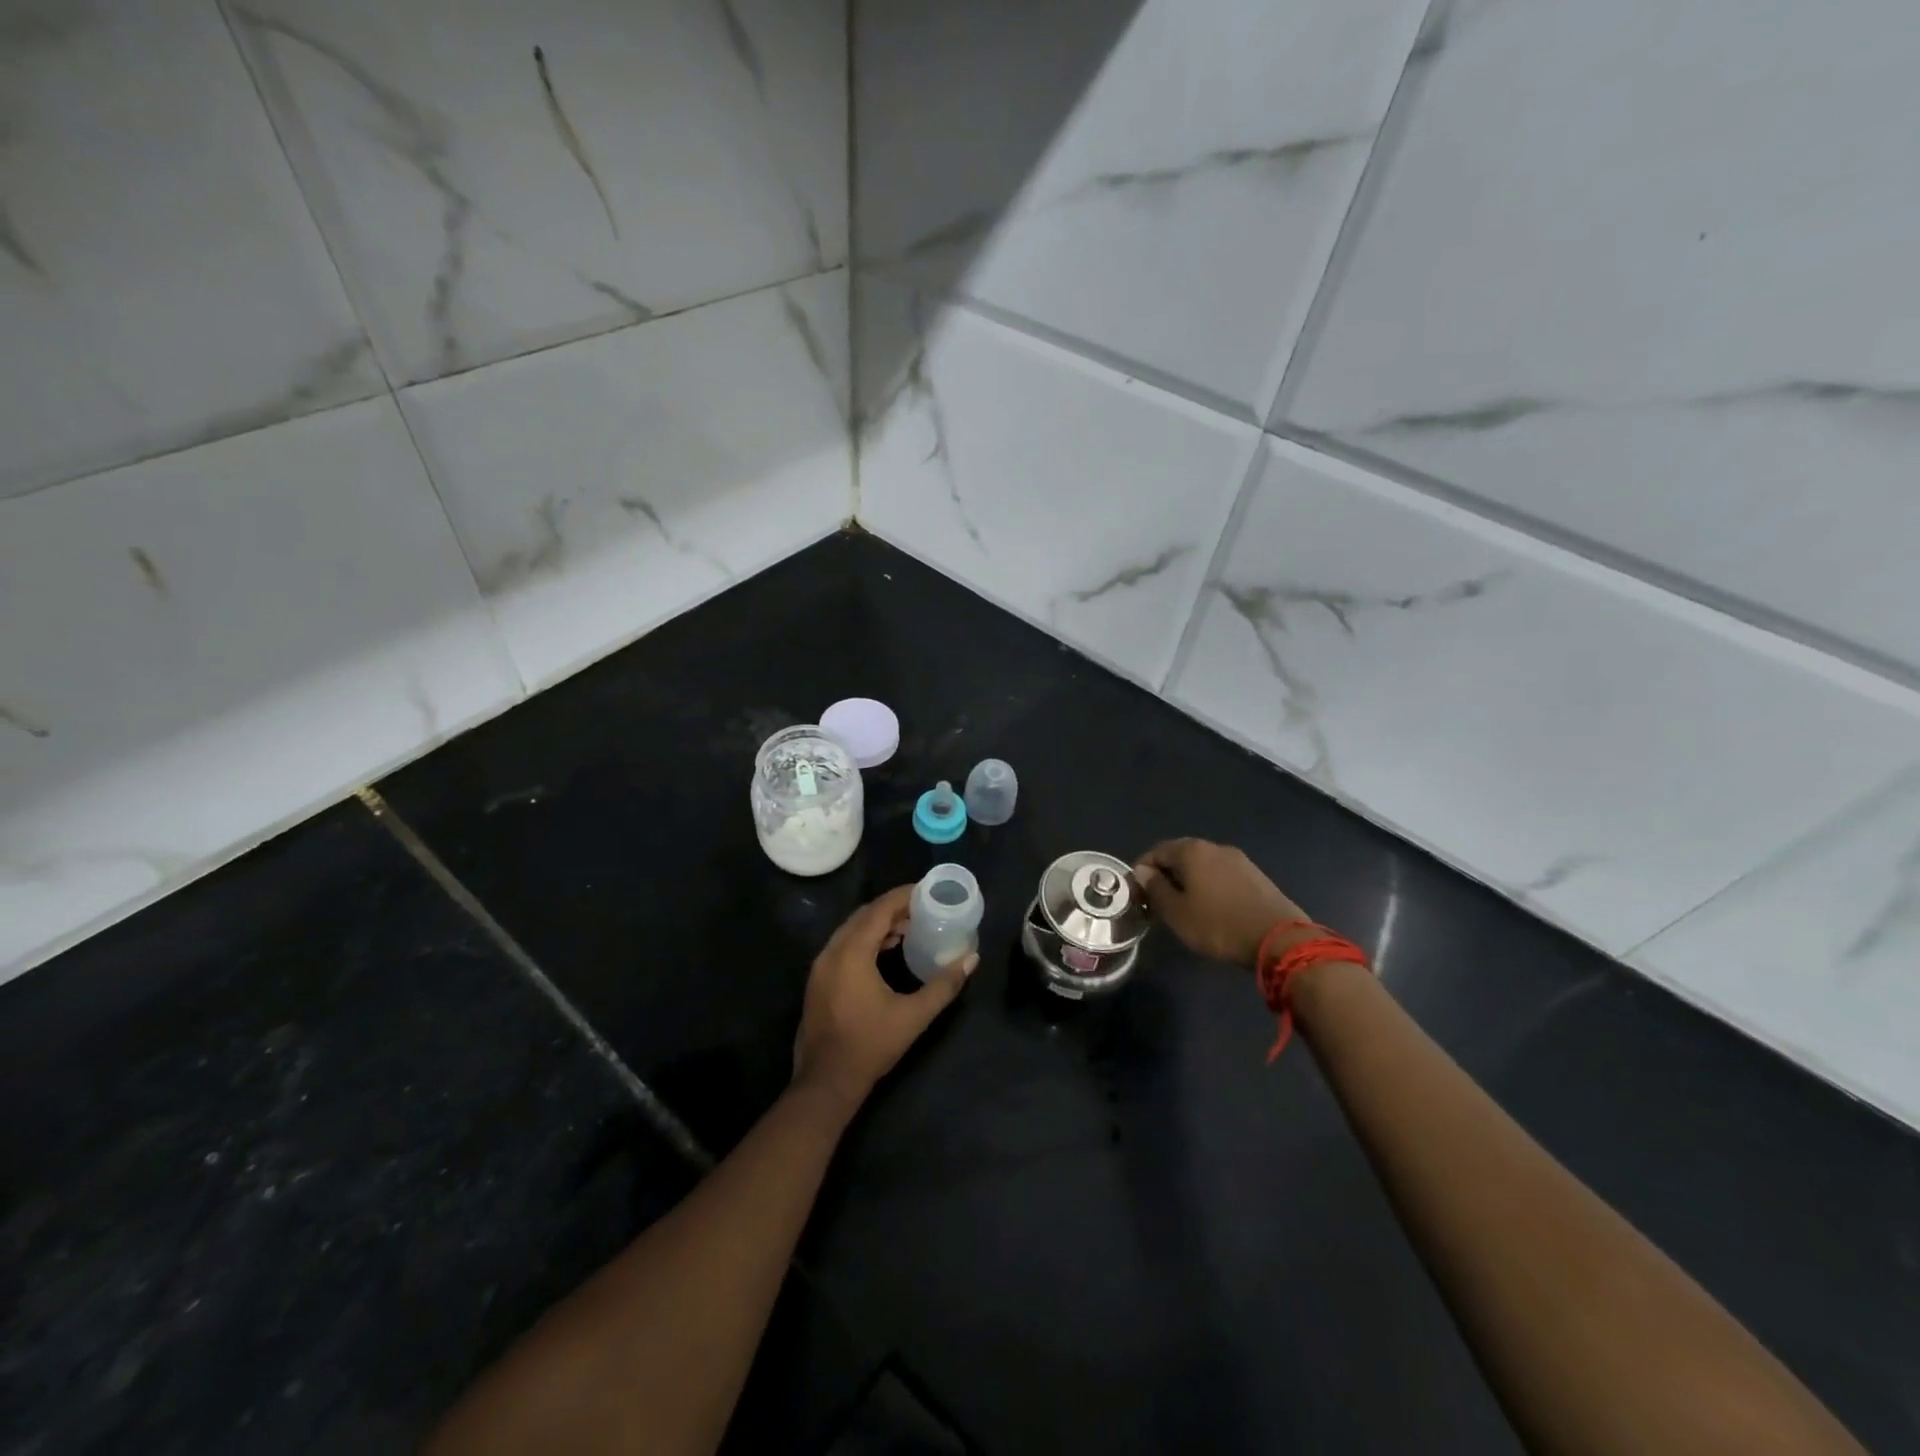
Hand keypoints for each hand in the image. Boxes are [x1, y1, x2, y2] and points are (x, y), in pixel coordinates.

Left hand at [792, 884, 976, 1110]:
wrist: (826, 1081)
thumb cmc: (871, 1045)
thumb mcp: (914, 1016)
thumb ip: (944, 985)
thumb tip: (972, 959)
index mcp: (852, 953)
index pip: (879, 910)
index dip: (903, 896)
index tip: (926, 890)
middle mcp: (832, 951)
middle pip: (864, 915)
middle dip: (892, 907)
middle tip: (922, 908)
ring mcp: (821, 966)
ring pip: (851, 929)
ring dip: (878, 923)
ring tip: (909, 928)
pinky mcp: (818, 980)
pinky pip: (843, 944)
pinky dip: (865, 939)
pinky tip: (886, 951)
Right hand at [1134, 838, 1308, 970]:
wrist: (1279, 939)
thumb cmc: (1218, 925)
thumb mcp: (1176, 912)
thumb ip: (1155, 888)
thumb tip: (1143, 871)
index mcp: (1191, 851)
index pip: (1156, 852)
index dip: (1142, 872)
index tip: (1137, 895)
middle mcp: (1215, 847)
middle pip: (1180, 856)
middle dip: (1166, 876)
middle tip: (1158, 903)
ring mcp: (1239, 860)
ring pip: (1203, 866)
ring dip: (1189, 882)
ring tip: (1184, 908)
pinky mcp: (1256, 876)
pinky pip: (1222, 876)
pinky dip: (1209, 887)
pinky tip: (1211, 909)